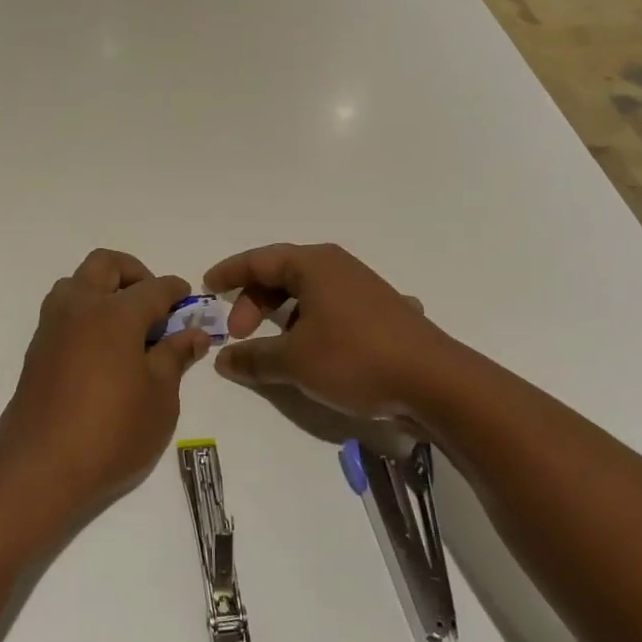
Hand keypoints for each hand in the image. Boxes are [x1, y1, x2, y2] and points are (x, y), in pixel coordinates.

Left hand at [0, 249, 210, 531]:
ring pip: (77, 283)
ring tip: (126, 327)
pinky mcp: (36, 350)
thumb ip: (175, 356)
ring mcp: (52, 327)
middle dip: (134, 273)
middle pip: (106, 265)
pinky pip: (62, 311)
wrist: (41, 469)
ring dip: (103, 289)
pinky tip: (102, 350)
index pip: (154, 287)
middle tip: (153, 305)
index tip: (188, 301)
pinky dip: (85, 313)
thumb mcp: (160, 397)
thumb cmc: (113, 432)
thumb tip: (194, 333)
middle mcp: (79, 307)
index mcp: (115, 313)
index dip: (176, 291)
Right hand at [203, 243, 446, 420]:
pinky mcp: (382, 313)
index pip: (259, 260)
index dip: (230, 273)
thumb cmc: (354, 358)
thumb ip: (253, 358)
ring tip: (275, 348)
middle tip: (239, 335)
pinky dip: (314, 324)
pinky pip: (334, 310)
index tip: (207, 286)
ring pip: (309, 294)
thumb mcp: (294, 361)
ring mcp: (364, 288)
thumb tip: (223, 359)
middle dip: (255, 303)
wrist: (434, 381)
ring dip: (284, 316)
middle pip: (282, 275)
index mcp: (314, 265)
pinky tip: (319, 349)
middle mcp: (338, 267)